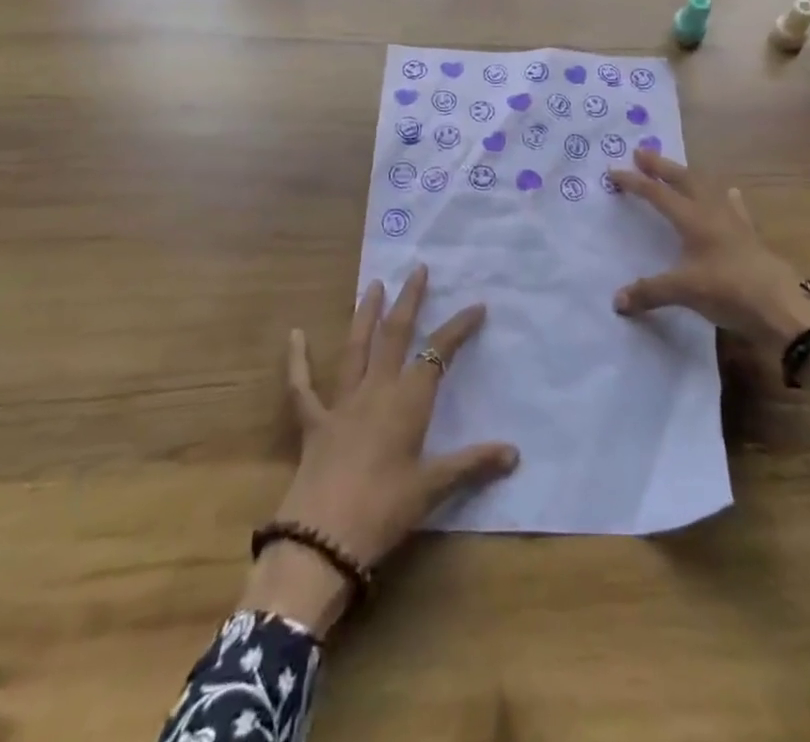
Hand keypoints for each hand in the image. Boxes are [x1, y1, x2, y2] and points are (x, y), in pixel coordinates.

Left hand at [242, 265, 518, 635]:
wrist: (322, 541)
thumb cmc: (383, 511)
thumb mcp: (432, 489)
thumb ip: (471, 464)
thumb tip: (514, 452)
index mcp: (407, 401)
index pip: (438, 353)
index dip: (458, 328)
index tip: (477, 305)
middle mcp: (376, 390)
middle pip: (395, 335)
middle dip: (409, 300)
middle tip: (417, 269)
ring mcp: (341, 402)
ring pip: (355, 347)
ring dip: (365, 314)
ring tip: (373, 284)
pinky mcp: (313, 422)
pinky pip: (302, 386)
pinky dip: (297, 360)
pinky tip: (294, 334)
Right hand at [608, 149, 809, 397]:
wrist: (782, 306)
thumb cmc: (729, 290)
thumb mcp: (684, 292)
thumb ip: (649, 292)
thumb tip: (616, 301)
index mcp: (693, 219)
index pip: (658, 194)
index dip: (635, 182)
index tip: (614, 171)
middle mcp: (712, 213)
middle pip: (684, 180)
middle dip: (661, 166)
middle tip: (642, 151)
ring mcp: (735, 223)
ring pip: (708, 189)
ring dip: (690, 177)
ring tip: (680, 169)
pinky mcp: (751, 238)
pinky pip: (736, 210)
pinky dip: (728, 200)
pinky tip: (731, 194)